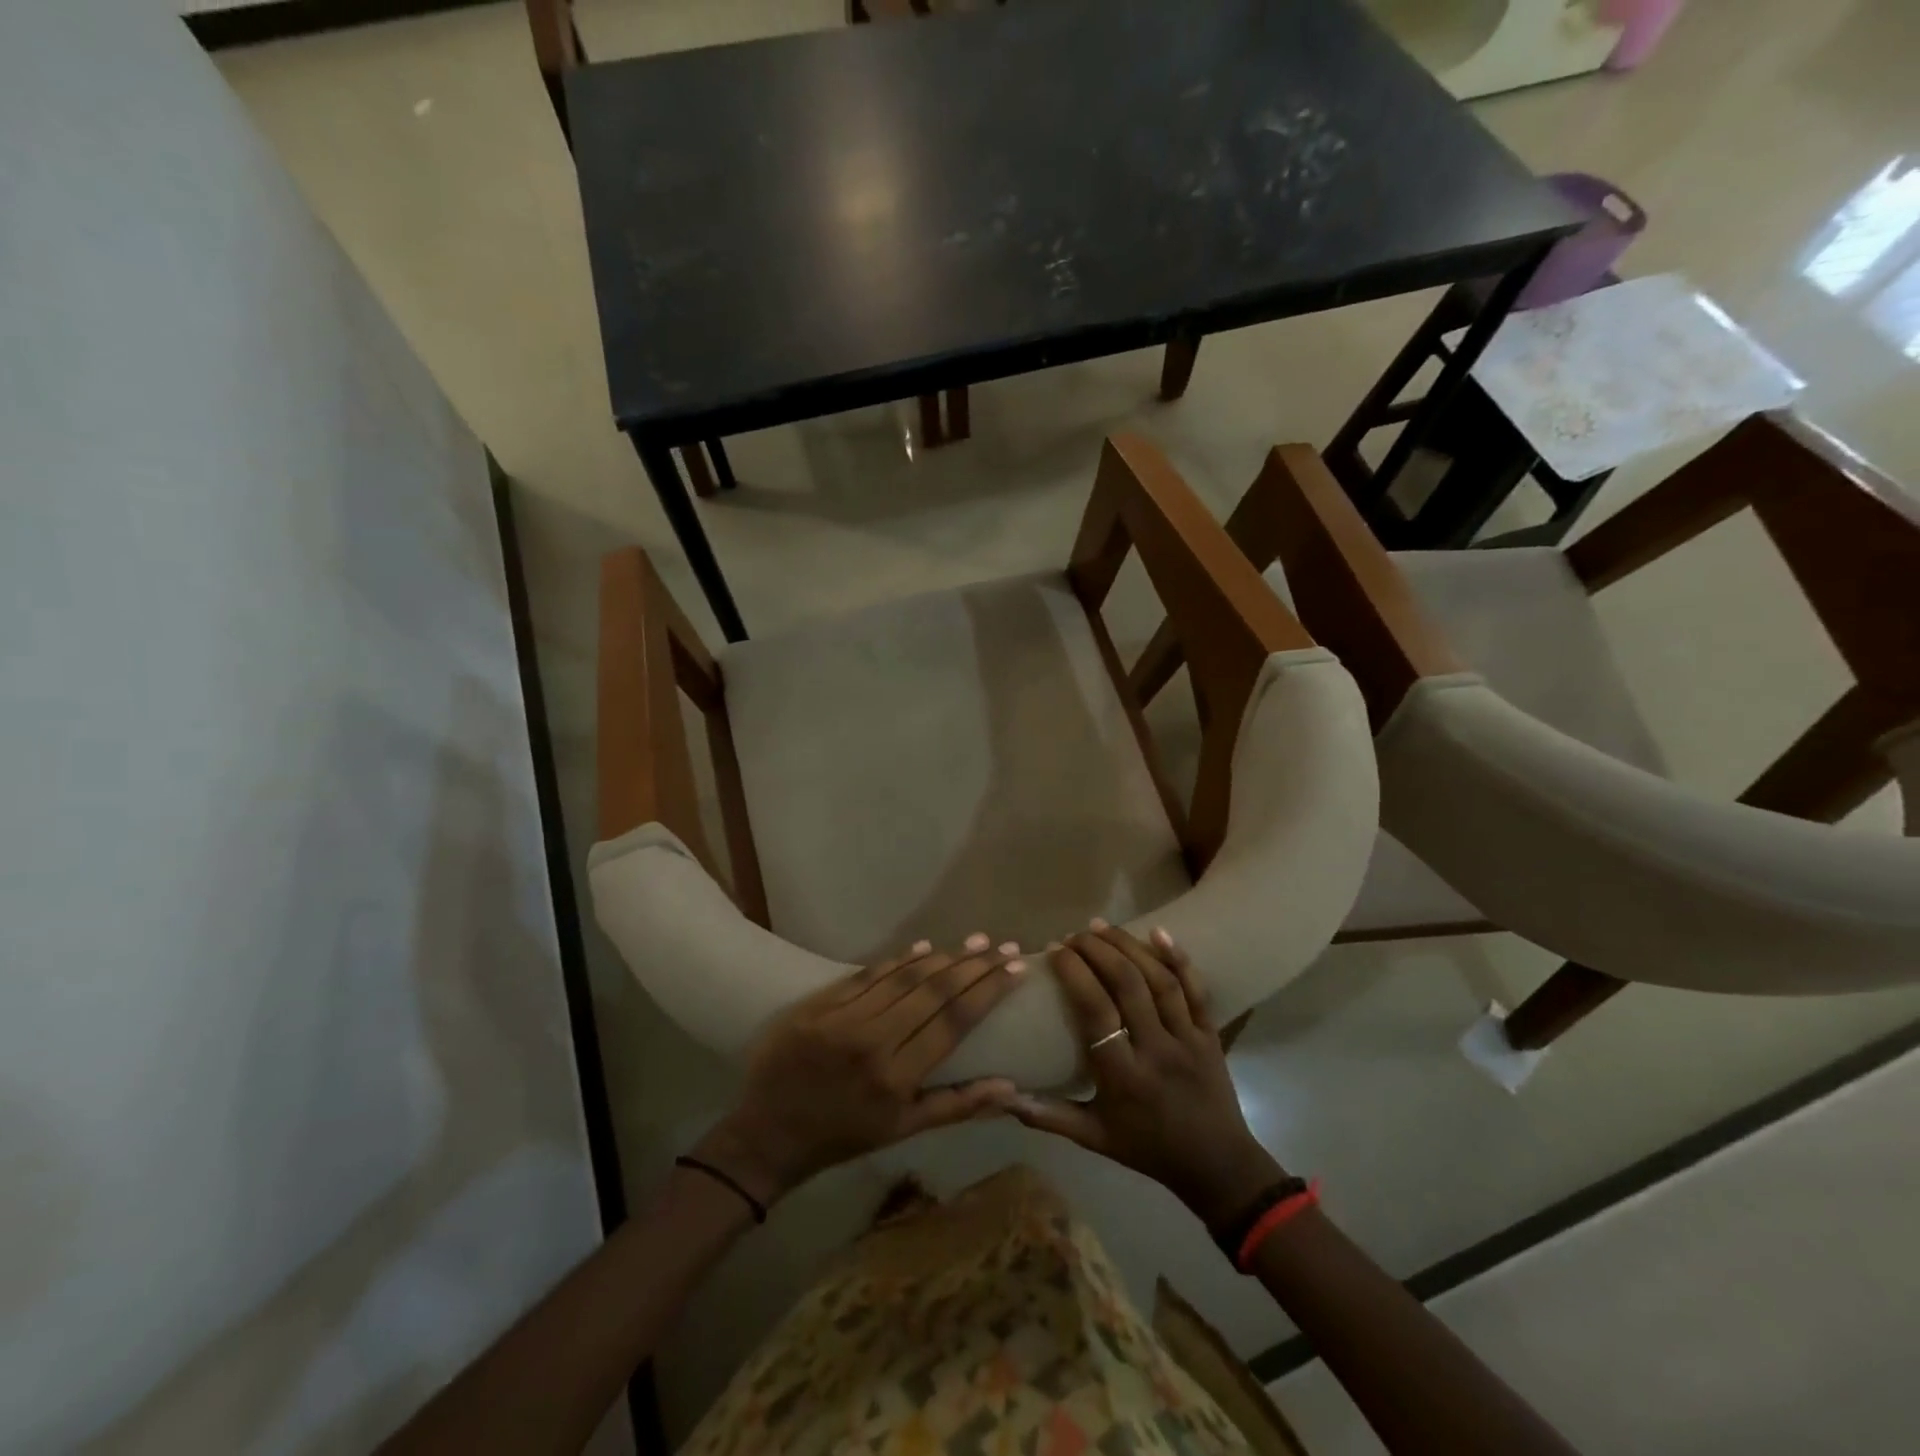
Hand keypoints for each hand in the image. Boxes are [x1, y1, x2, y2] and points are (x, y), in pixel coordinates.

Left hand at [696, 935, 1028, 1205]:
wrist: (768, 1133)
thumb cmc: (843, 1135)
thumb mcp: (903, 1131)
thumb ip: (957, 1106)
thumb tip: (1011, 1086)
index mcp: (897, 1078)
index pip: (954, 1022)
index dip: (988, 992)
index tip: (1015, 970)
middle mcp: (873, 1042)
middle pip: (933, 992)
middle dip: (974, 966)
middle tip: (1003, 946)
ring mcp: (842, 1019)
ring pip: (903, 977)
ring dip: (943, 957)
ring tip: (974, 942)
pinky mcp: (818, 1005)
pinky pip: (866, 975)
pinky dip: (898, 959)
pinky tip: (924, 947)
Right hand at [1007, 924, 1284, 1232]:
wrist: (1218, 1167)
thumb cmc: (1147, 1149)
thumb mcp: (1093, 1138)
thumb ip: (1047, 1115)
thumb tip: (1002, 1095)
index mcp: (1123, 1076)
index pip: (1096, 1012)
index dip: (1075, 975)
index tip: (1053, 951)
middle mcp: (1156, 1050)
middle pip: (1128, 986)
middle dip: (1098, 951)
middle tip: (1073, 934)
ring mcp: (1188, 1039)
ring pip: (1160, 981)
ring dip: (1129, 946)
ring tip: (1101, 926)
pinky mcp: (1211, 1034)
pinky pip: (1198, 991)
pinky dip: (1179, 958)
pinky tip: (1158, 931)